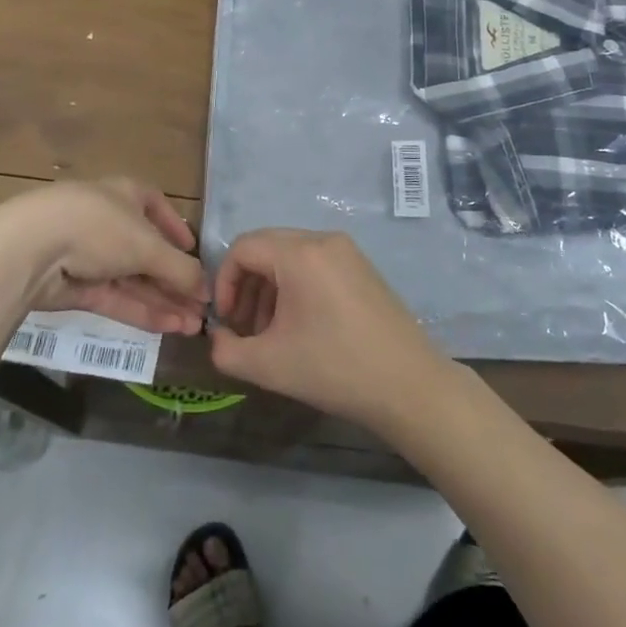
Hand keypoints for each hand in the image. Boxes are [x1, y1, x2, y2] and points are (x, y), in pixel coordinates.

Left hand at [0, 179, 207, 334]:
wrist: (32, 249)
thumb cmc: (99, 227)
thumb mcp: (148, 245)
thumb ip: (180, 269)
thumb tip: (207, 290)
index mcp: (127, 195)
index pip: (156, 207)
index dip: (176, 229)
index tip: (193, 252)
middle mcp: (110, 221)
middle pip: (149, 252)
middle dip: (176, 280)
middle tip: (203, 307)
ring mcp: (91, 255)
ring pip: (134, 280)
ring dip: (165, 301)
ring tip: (194, 326)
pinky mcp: (77, 287)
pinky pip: (117, 298)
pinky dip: (142, 312)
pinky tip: (169, 327)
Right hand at [209, 229, 450, 431]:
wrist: (408, 386)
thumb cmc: (334, 369)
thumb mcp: (268, 366)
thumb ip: (226, 350)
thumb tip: (217, 335)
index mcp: (300, 253)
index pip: (243, 247)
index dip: (224, 281)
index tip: (227, 321)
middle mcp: (323, 240)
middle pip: (266, 247)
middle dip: (247, 286)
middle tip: (245, 328)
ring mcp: (347, 252)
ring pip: (291, 256)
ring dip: (270, 288)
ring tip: (270, 333)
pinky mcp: (362, 268)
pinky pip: (315, 264)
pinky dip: (296, 287)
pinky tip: (301, 327)